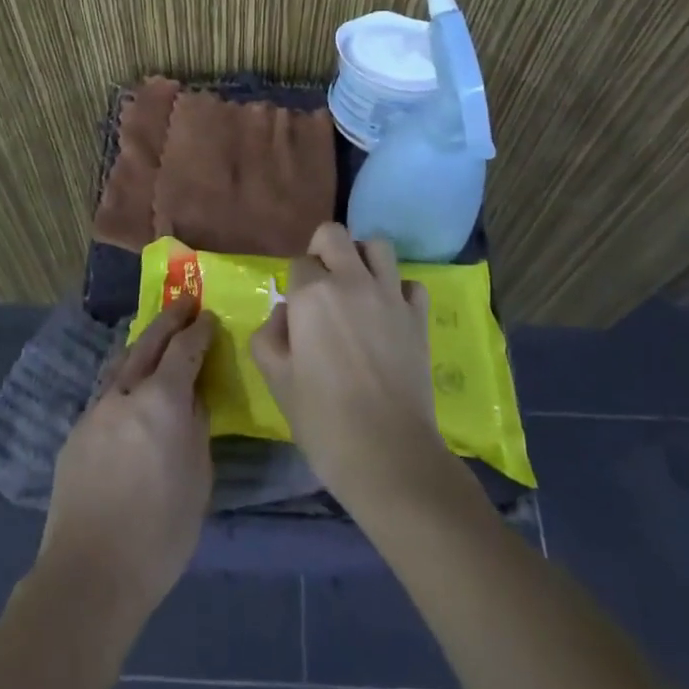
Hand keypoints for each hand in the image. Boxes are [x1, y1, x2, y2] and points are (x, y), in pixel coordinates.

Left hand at [37, 298, 214, 625]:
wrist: (90, 573)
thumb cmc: (160, 532)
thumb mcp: (198, 478)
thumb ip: (196, 429)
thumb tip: (193, 400)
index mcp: (162, 401)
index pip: (184, 350)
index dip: (198, 330)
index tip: (209, 315)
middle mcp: (126, 394)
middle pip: (149, 343)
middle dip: (169, 320)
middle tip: (185, 302)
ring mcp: (96, 411)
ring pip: (122, 364)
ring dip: (143, 344)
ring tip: (156, 336)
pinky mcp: (77, 433)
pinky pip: (107, 392)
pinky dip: (124, 378)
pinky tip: (129, 390)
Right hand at [251, 222, 450, 514]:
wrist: (388, 453)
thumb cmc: (323, 419)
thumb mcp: (276, 379)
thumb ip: (270, 336)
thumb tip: (286, 314)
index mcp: (312, 293)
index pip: (298, 262)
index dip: (294, 283)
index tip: (296, 310)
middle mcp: (351, 281)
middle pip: (335, 234)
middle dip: (323, 250)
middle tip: (321, 284)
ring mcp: (390, 296)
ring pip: (378, 246)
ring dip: (363, 258)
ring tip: (356, 287)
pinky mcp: (418, 317)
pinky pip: (410, 283)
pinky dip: (398, 290)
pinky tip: (388, 313)